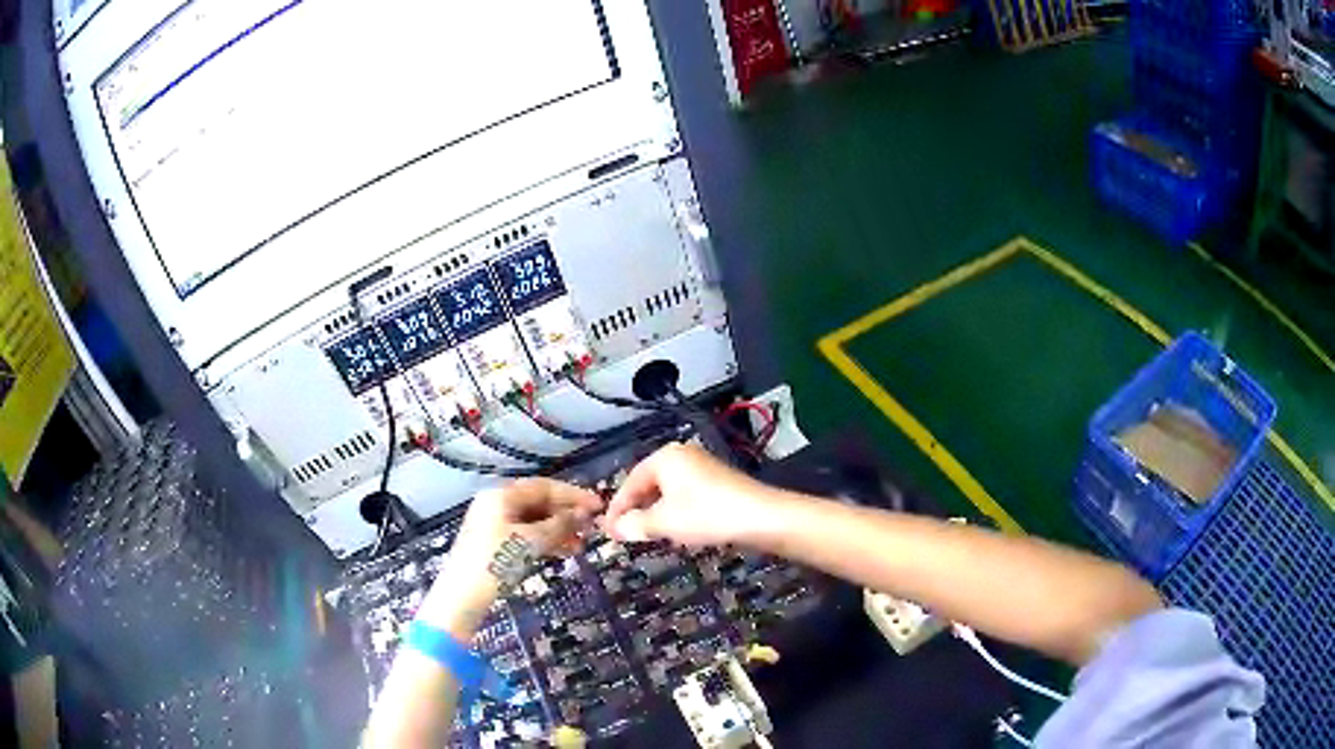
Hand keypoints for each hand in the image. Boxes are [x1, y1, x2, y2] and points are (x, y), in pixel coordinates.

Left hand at [418, 479, 601, 637]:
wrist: (462, 596)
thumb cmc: (496, 562)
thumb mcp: (531, 542)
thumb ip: (559, 525)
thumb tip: (583, 513)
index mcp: (501, 495)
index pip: (544, 486)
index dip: (573, 495)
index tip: (598, 506)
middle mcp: (496, 503)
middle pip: (538, 502)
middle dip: (565, 514)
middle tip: (591, 528)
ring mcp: (493, 523)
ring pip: (533, 520)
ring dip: (558, 530)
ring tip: (580, 545)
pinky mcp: (493, 543)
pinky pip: (525, 534)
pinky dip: (544, 541)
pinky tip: (562, 552)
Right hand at [603, 443, 776, 547]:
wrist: (761, 517)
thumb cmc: (706, 515)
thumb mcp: (664, 522)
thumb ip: (635, 524)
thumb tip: (616, 529)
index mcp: (665, 458)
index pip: (630, 482)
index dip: (617, 508)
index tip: (608, 531)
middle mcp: (682, 456)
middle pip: (648, 484)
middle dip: (636, 510)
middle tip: (624, 535)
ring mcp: (702, 467)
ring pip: (667, 492)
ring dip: (654, 514)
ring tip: (646, 536)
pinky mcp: (717, 482)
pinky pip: (685, 496)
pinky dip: (674, 513)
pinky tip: (675, 531)